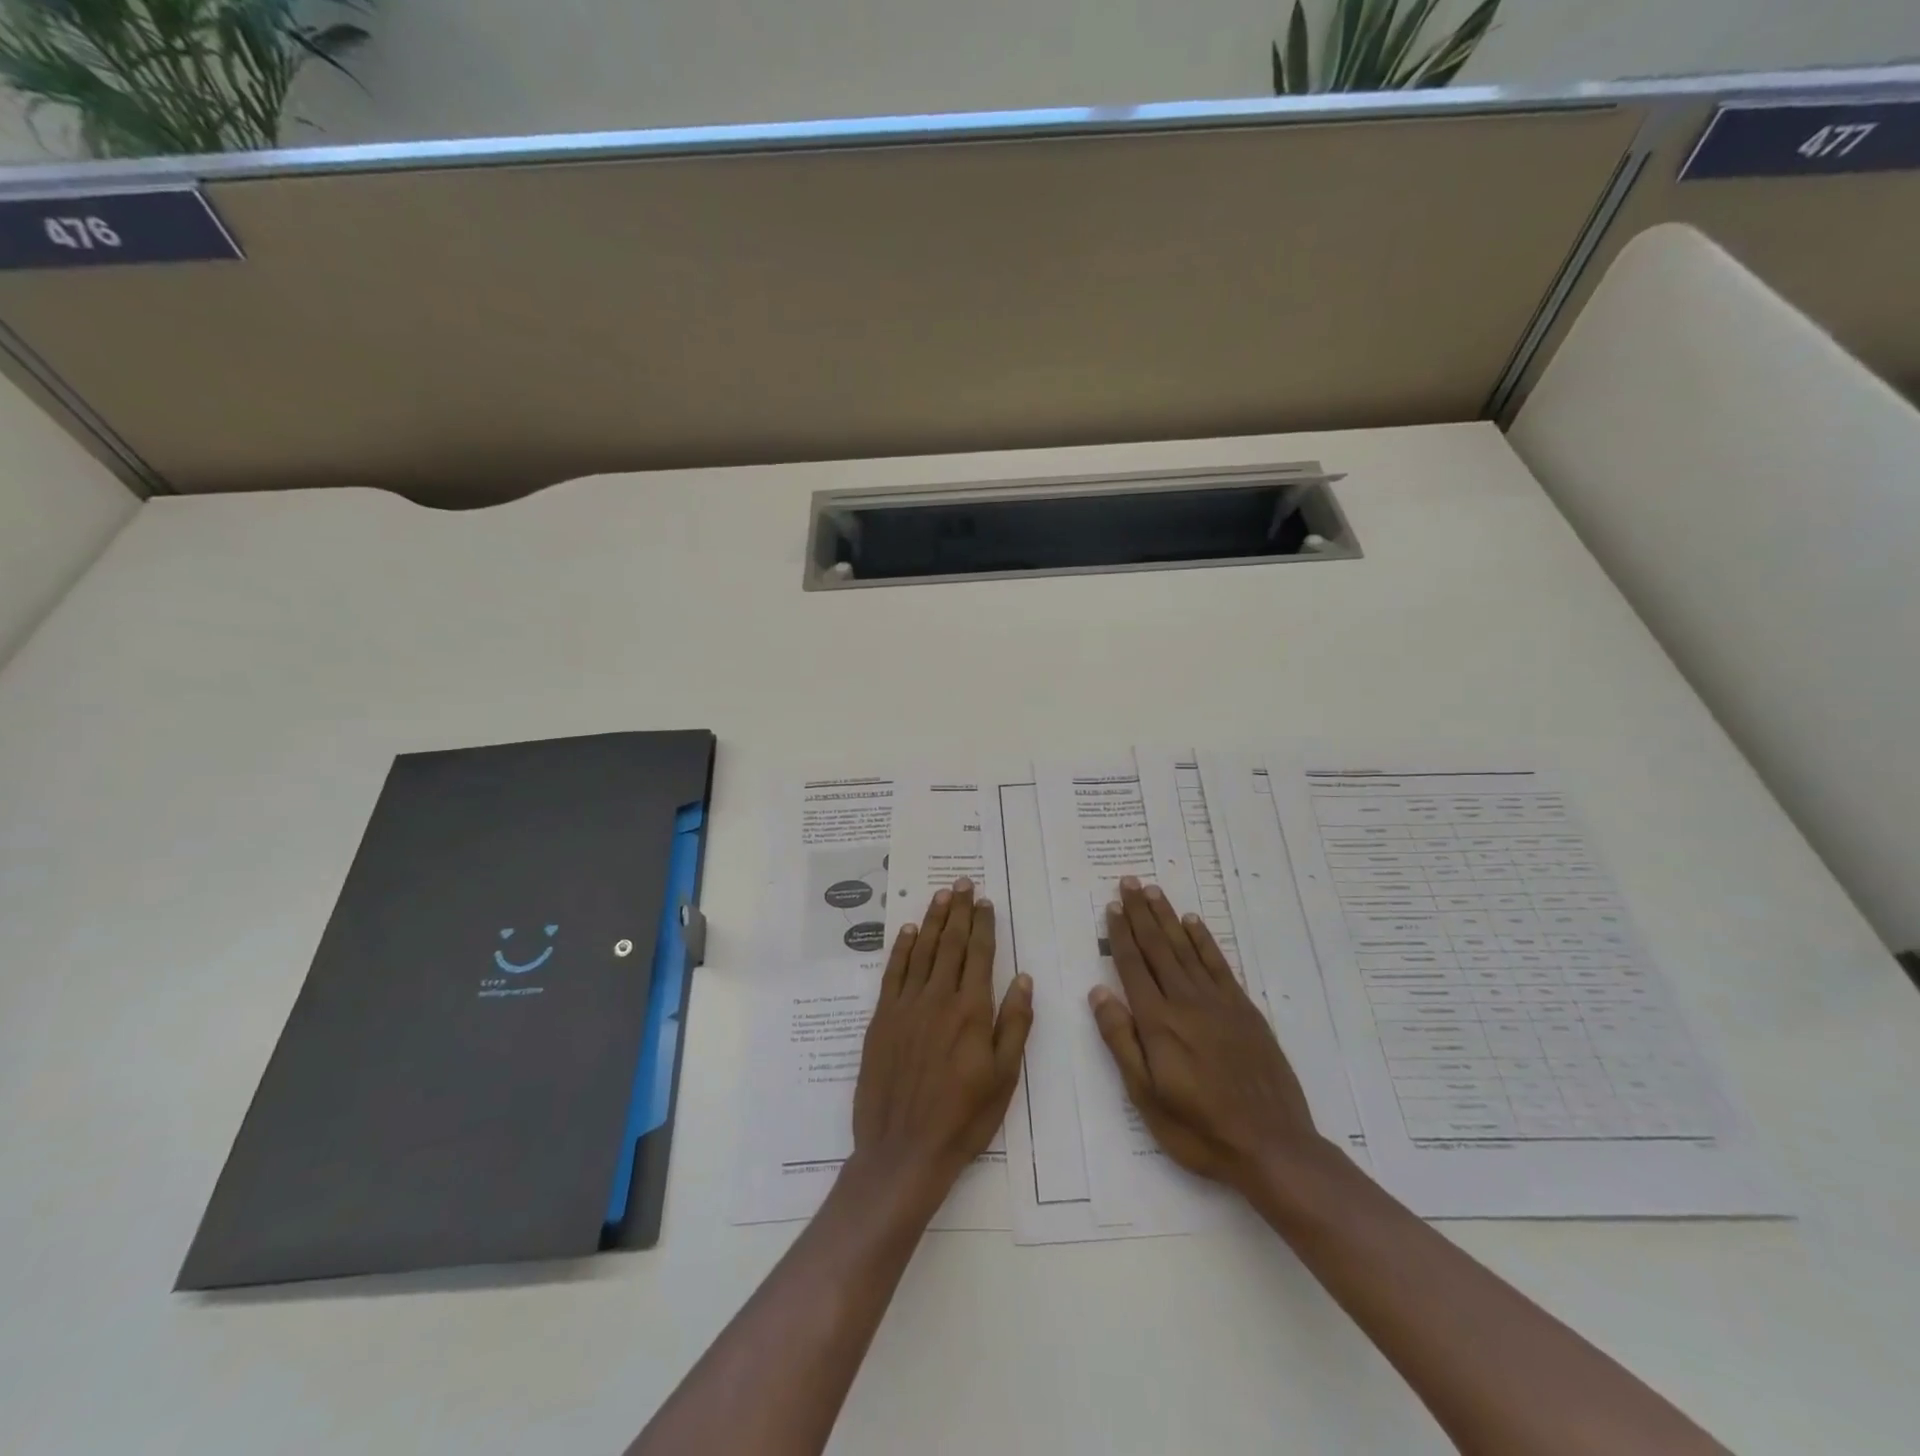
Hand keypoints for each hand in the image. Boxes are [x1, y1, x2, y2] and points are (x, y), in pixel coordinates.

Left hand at [851, 877, 1033, 1209]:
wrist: (903, 1150)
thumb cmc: (963, 1118)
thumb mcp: (1004, 1078)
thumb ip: (1014, 1024)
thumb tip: (1022, 978)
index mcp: (971, 1011)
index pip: (979, 954)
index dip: (982, 925)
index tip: (985, 901)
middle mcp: (938, 998)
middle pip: (950, 944)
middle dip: (958, 911)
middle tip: (962, 883)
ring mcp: (906, 1006)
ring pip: (921, 951)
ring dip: (932, 920)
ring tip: (940, 895)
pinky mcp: (882, 1019)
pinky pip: (893, 972)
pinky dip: (901, 948)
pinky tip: (907, 931)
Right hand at [1088, 877, 1319, 1194]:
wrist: (1271, 1145)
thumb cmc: (1199, 1128)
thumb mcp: (1146, 1096)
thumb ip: (1121, 1041)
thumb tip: (1098, 993)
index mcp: (1158, 1022)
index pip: (1133, 966)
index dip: (1120, 934)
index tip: (1111, 906)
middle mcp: (1186, 1001)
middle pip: (1158, 947)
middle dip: (1140, 913)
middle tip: (1129, 882)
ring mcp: (1218, 1003)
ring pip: (1186, 948)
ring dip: (1168, 917)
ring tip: (1154, 891)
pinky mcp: (1244, 1010)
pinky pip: (1219, 964)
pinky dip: (1204, 940)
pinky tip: (1194, 922)